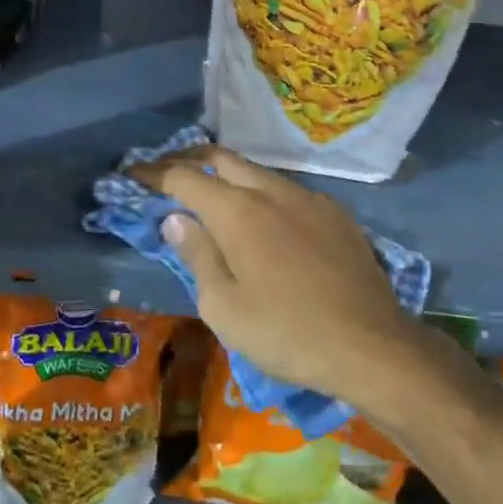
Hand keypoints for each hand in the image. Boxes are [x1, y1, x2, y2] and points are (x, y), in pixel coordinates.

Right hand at [134, 146, 419, 403]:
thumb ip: (197, 254)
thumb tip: (176, 218)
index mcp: (238, 211)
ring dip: (229, 177)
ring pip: (258, 172)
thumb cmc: (286, 333)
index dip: (153, 174)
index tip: (131, 174)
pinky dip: (263, 195)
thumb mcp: (224, 307)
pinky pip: (288, 191)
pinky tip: (265, 221)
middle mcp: (272, 190)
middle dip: (189, 161)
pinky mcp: (336, 212)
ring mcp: (309, 197)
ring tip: (212, 198)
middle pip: (222, 158)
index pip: (184, 177)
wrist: (371, 344)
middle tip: (167, 177)